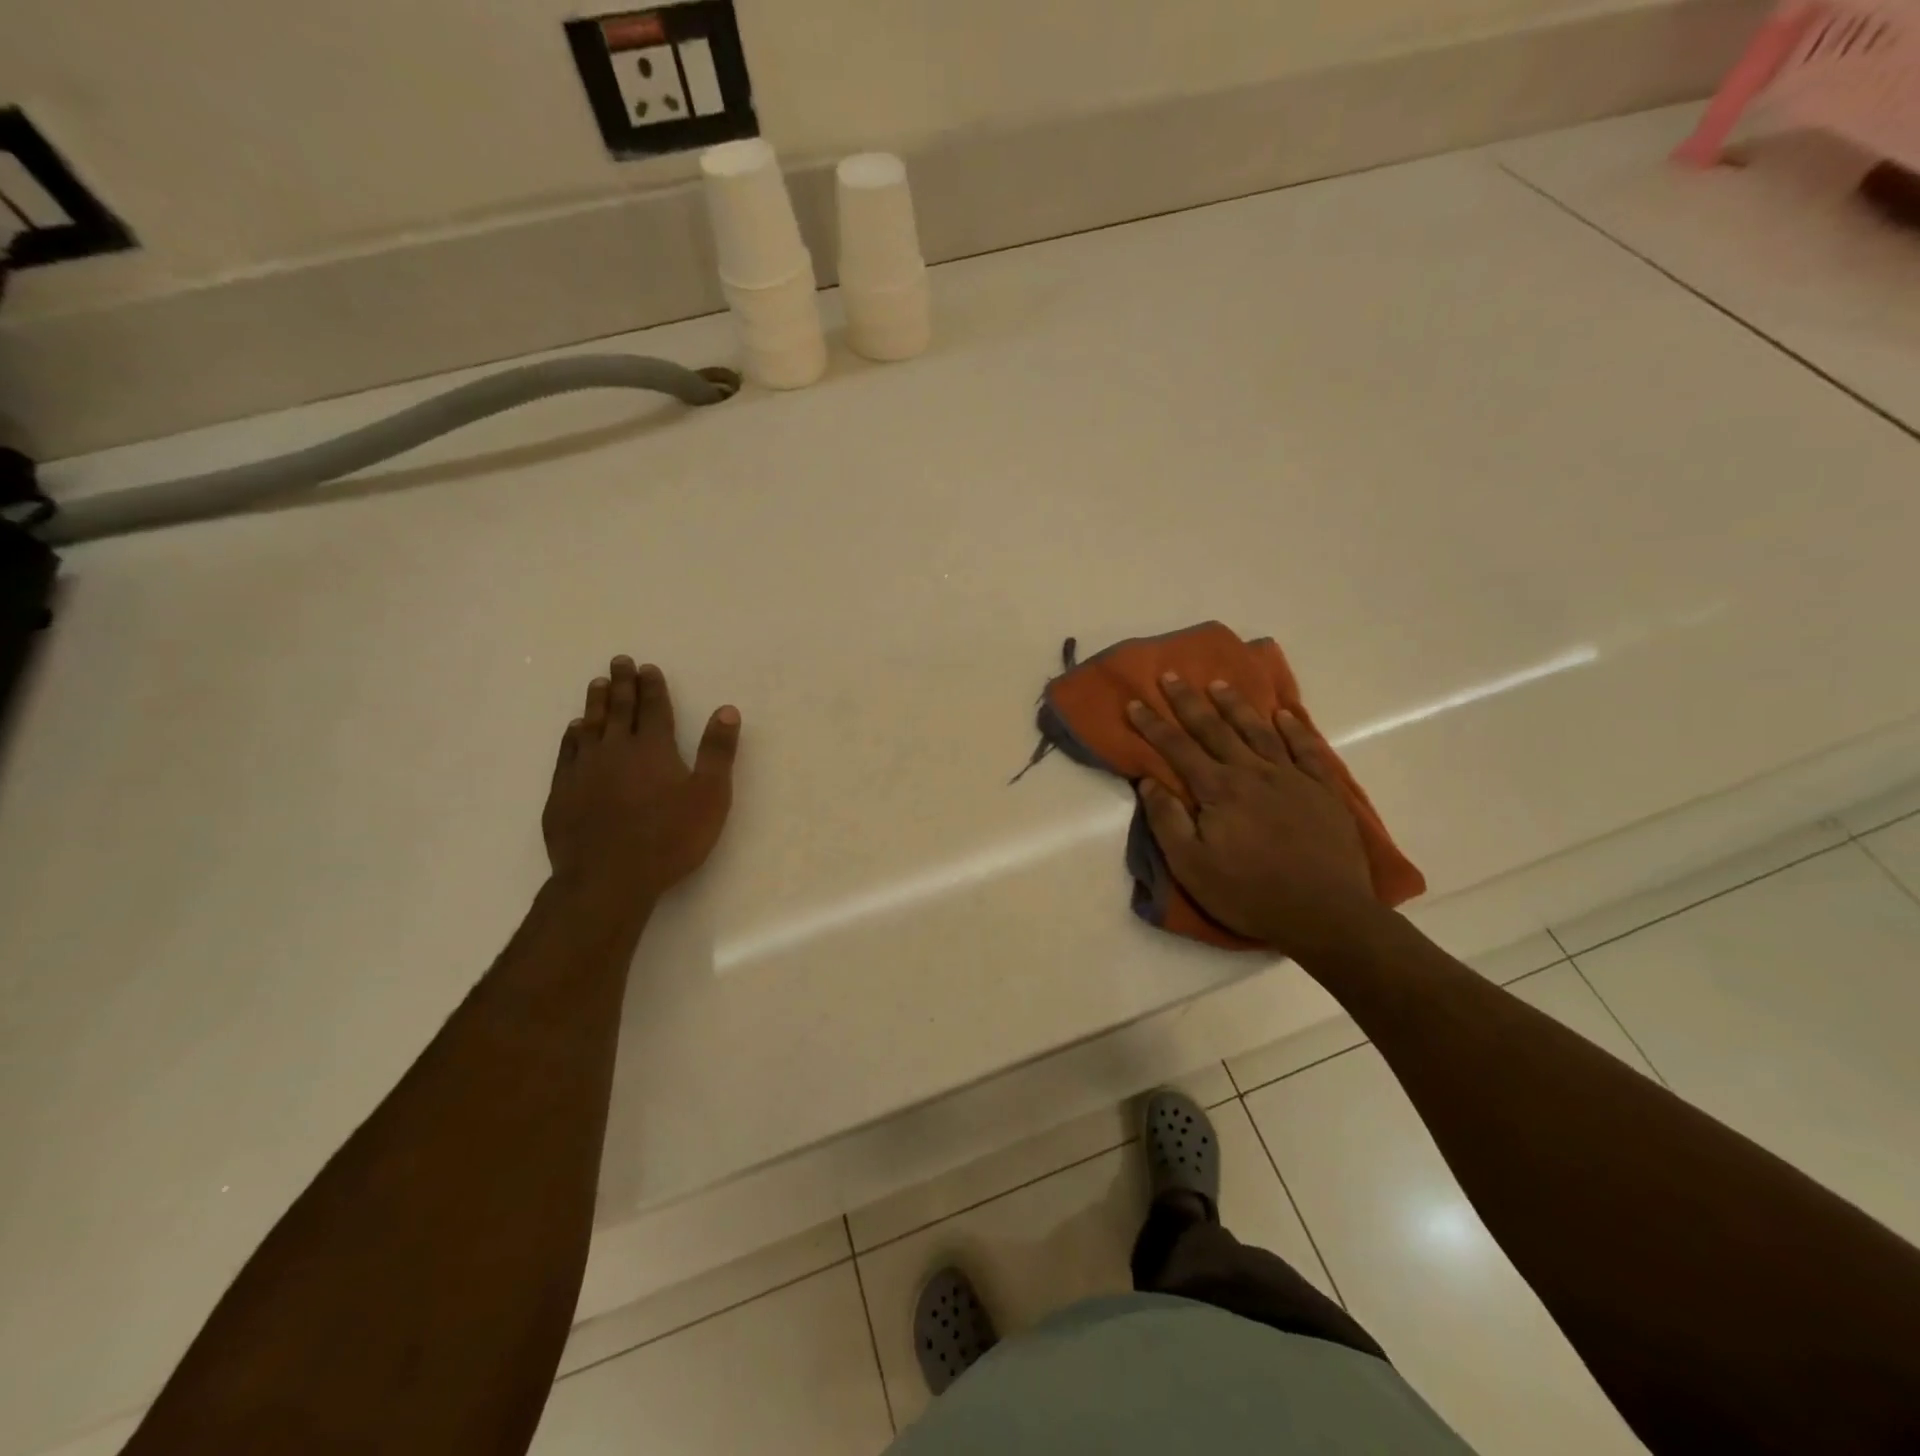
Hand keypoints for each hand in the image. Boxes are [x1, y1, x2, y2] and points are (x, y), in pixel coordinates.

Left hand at [542, 656, 739, 905]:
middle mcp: (616, 749)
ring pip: (590, 725)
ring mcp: (584, 769)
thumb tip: (727, 709)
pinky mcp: (563, 791)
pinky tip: (574, 729)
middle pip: (619, 709)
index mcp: (654, 748)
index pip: (654, 708)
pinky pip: (567, 752)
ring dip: (595, 703)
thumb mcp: (710, 796)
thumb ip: (718, 752)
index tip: (648, 667)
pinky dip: (572, 735)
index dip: (653, 687)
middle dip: (621, 684)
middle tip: (619, 661)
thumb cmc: (669, 838)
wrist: (608, 878)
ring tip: (597, 684)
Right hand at [1126, 675, 1382, 958]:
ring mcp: (1292, 778)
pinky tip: (1283, 716)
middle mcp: (1253, 773)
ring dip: (1236, 706)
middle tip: (1172, 676)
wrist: (1326, 914)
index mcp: (1218, 790)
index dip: (1153, 725)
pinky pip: (1307, 750)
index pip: (1177, 749)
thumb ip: (1167, 821)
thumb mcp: (1192, 867)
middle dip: (1189, 702)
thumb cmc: (1249, 893)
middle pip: (1214, 730)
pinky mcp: (1323, 791)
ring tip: (1220, 684)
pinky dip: (1294, 730)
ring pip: (1258, 732)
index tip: (1135, 703)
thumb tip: (1149, 783)